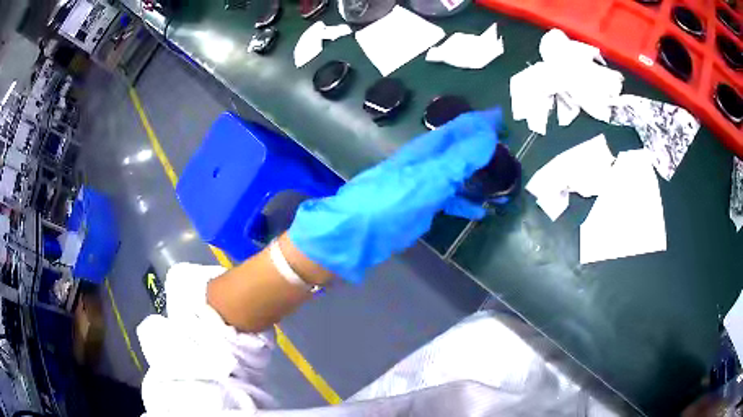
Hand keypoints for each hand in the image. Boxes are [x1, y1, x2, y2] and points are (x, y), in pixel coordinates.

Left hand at [289, 108, 501, 282]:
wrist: (358, 231)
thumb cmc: (391, 201)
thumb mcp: (428, 179)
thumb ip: (459, 159)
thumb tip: (488, 136)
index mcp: (427, 149)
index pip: (458, 128)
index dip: (479, 121)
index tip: (500, 116)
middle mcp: (427, 162)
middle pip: (459, 148)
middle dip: (482, 144)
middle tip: (506, 145)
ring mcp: (424, 183)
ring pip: (457, 173)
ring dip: (477, 173)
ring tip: (500, 177)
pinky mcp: (421, 204)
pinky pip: (449, 199)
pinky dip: (464, 202)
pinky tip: (480, 211)